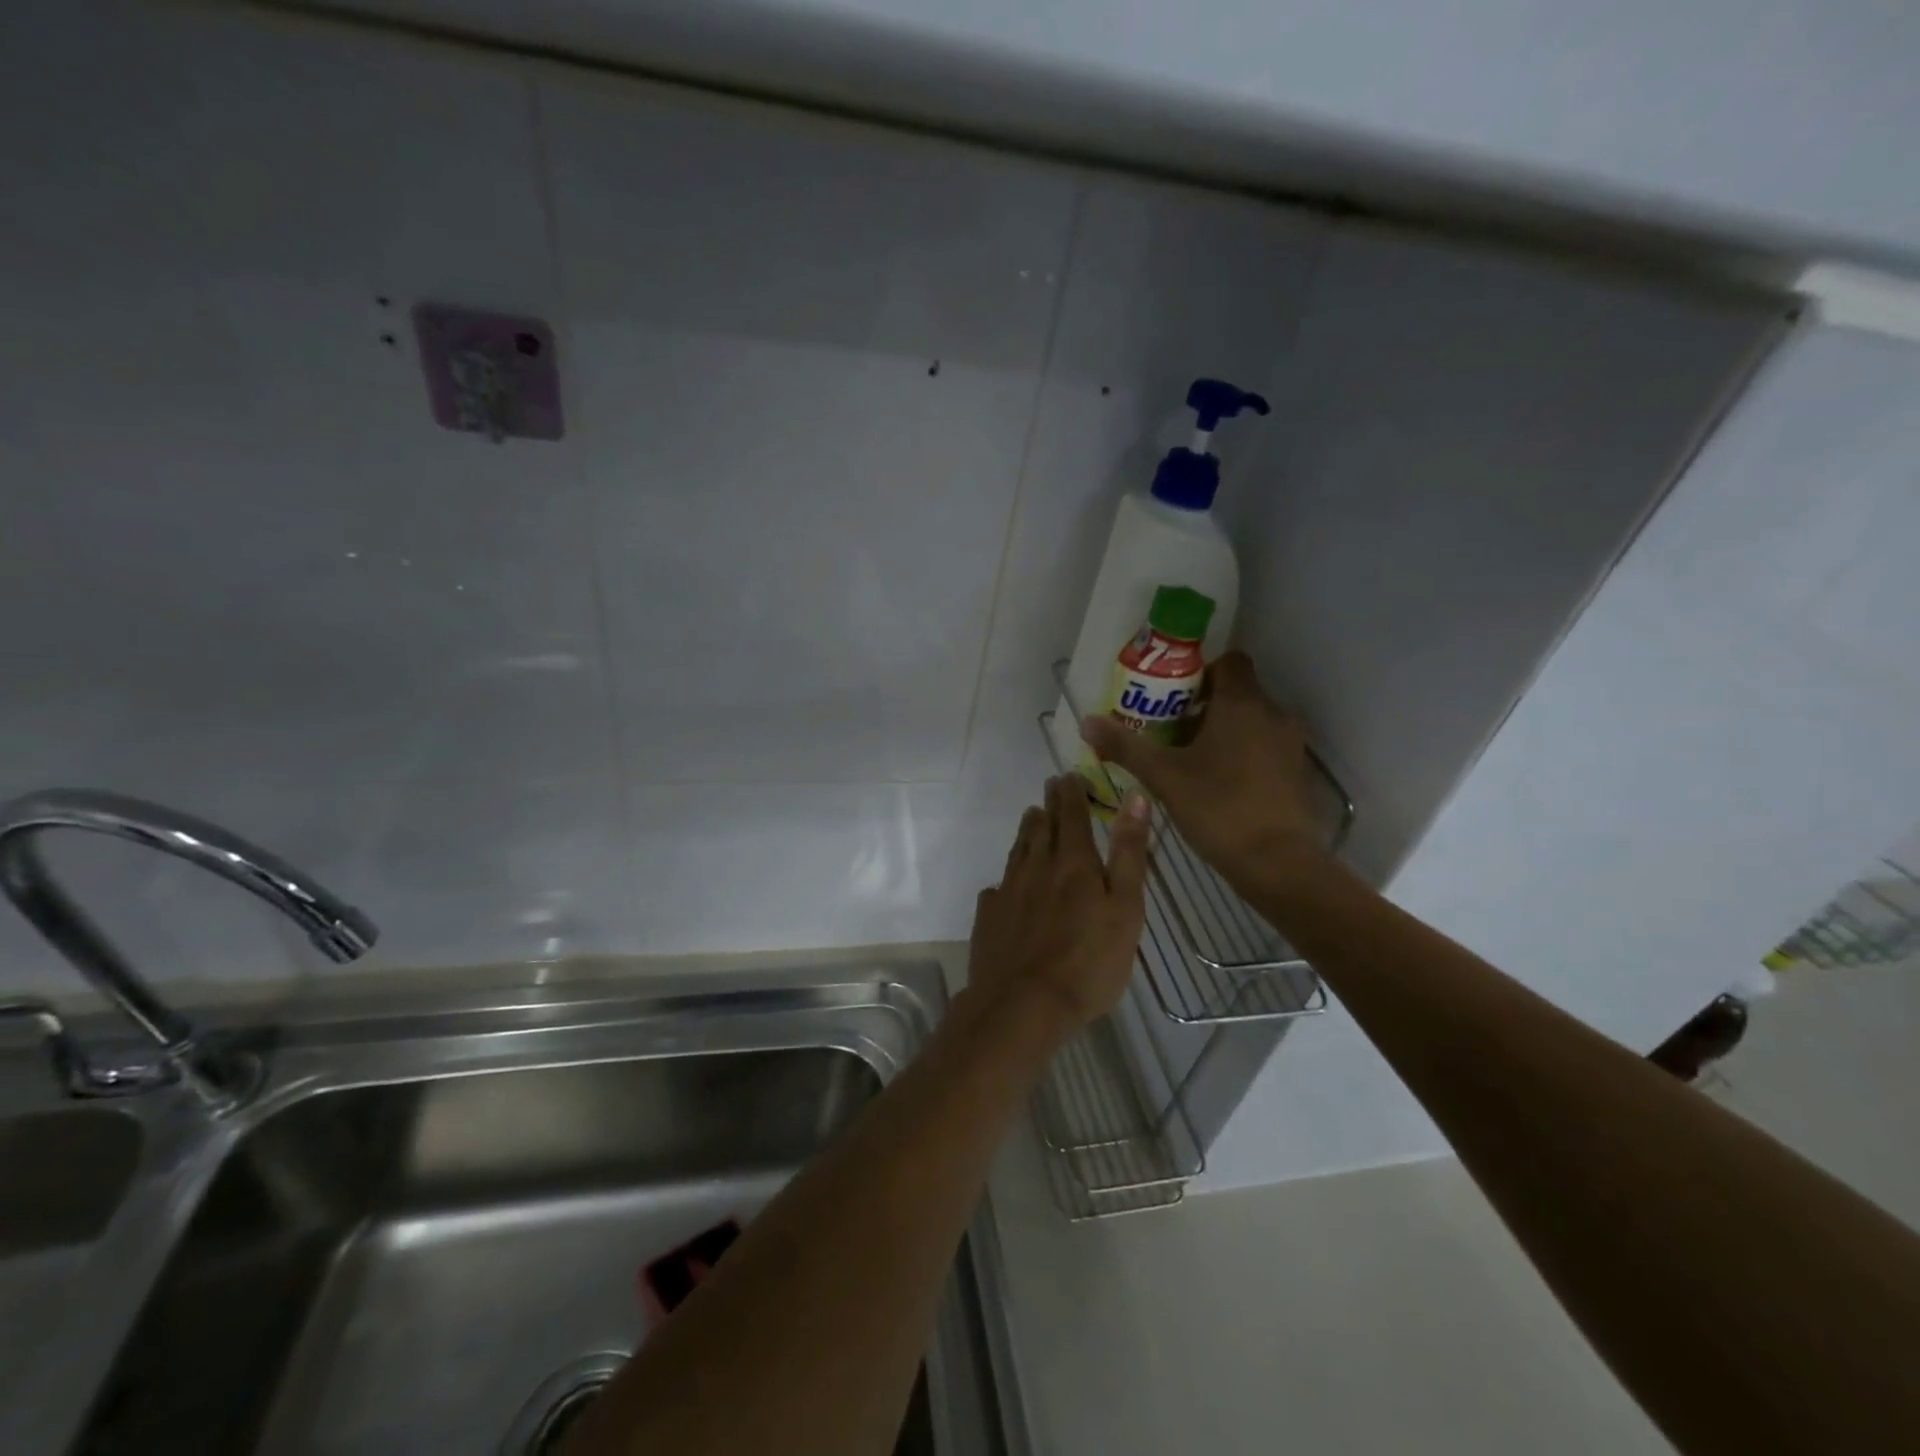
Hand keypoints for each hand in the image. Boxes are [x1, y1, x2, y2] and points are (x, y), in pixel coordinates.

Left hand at [968, 776, 1150, 1029]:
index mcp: (1073, 862)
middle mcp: (1036, 867)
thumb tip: (1135, 798)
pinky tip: (1007, 885)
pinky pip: (999, 886)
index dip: (1072, 792)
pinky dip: (1008, 877)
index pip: (1072, 814)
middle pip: (1041, 827)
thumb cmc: (1089, 961)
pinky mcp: (989, 916)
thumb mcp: (1125, 908)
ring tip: (1032, 819)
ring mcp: (1008, 890)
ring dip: (1027, 831)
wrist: (1023, 1004)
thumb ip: (1129, 853)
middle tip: (1050, 788)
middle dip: (1049, 805)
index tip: (1069, 774)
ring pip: (1018, 850)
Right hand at [1080, 651, 1325, 887]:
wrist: (1277, 862)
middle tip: (1166, 731)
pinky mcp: (1295, 771)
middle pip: (1236, 692)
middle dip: (1201, 705)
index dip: (1198, 672)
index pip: (1227, 661)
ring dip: (1220, 730)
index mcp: (1242, 704)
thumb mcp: (1163, 776)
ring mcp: (1289, 743)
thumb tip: (1086, 722)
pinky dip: (1239, 752)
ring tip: (1185, 758)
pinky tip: (1214, 782)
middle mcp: (1272, 714)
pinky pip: (1262, 745)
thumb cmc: (1218, 808)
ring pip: (1249, 720)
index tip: (1170, 698)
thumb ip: (1125, 746)